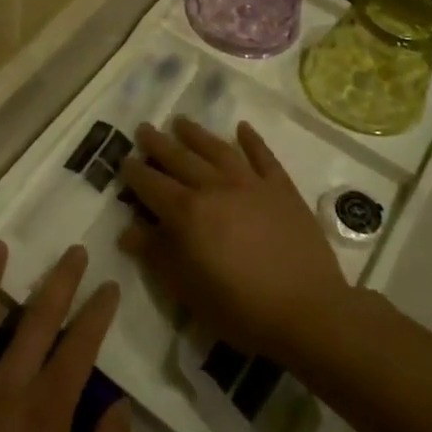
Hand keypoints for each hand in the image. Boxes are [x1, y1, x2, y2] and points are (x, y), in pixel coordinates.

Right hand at [117, 118, 348, 362]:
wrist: (308, 310)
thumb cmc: (240, 307)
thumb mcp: (187, 290)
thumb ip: (156, 254)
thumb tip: (128, 230)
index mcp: (187, 213)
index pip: (152, 184)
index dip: (135, 172)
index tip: (123, 159)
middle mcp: (214, 187)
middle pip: (180, 158)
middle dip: (158, 143)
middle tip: (143, 128)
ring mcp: (251, 183)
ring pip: (217, 149)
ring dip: (196, 134)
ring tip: (180, 121)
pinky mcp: (281, 188)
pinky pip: (263, 156)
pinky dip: (252, 140)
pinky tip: (242, 127)